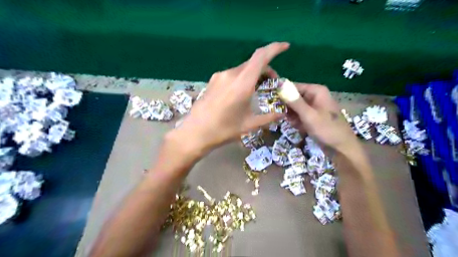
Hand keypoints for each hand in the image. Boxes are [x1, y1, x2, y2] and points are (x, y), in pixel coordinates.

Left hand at [175, 42, 288, 152]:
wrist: (195, 133)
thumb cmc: (223, 130)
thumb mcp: (249, 125)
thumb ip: (268, 117)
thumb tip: (282, 114)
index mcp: (242, 83)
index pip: (261, 57)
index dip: (275, 48)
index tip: (285, 47)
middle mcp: (230, 74)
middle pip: (253, 63)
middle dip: (266, 69)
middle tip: (272, 83)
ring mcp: (219, 76)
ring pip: (242, 69)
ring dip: (253, 74)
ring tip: (257, 89)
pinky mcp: (212, 81)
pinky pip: (232, 74)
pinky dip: (242, 78)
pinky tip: (242, 92)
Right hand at [285, 83, 356, 151]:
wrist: (342, 148)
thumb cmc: (327, 130)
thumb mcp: (309, 115)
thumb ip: (294, 101)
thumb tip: (280, 86)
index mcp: (316, 91)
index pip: (293, 86)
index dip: (282, 93)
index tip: (271, 103)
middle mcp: (314, 96)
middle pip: (293, 97)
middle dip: (287, 108)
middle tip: (284, 117)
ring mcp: (313, 107)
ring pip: (294, 108)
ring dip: (292, 116)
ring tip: (296, 124)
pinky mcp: (312, 116)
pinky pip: (299, 115)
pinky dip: (297, 121)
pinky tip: (300, 128)